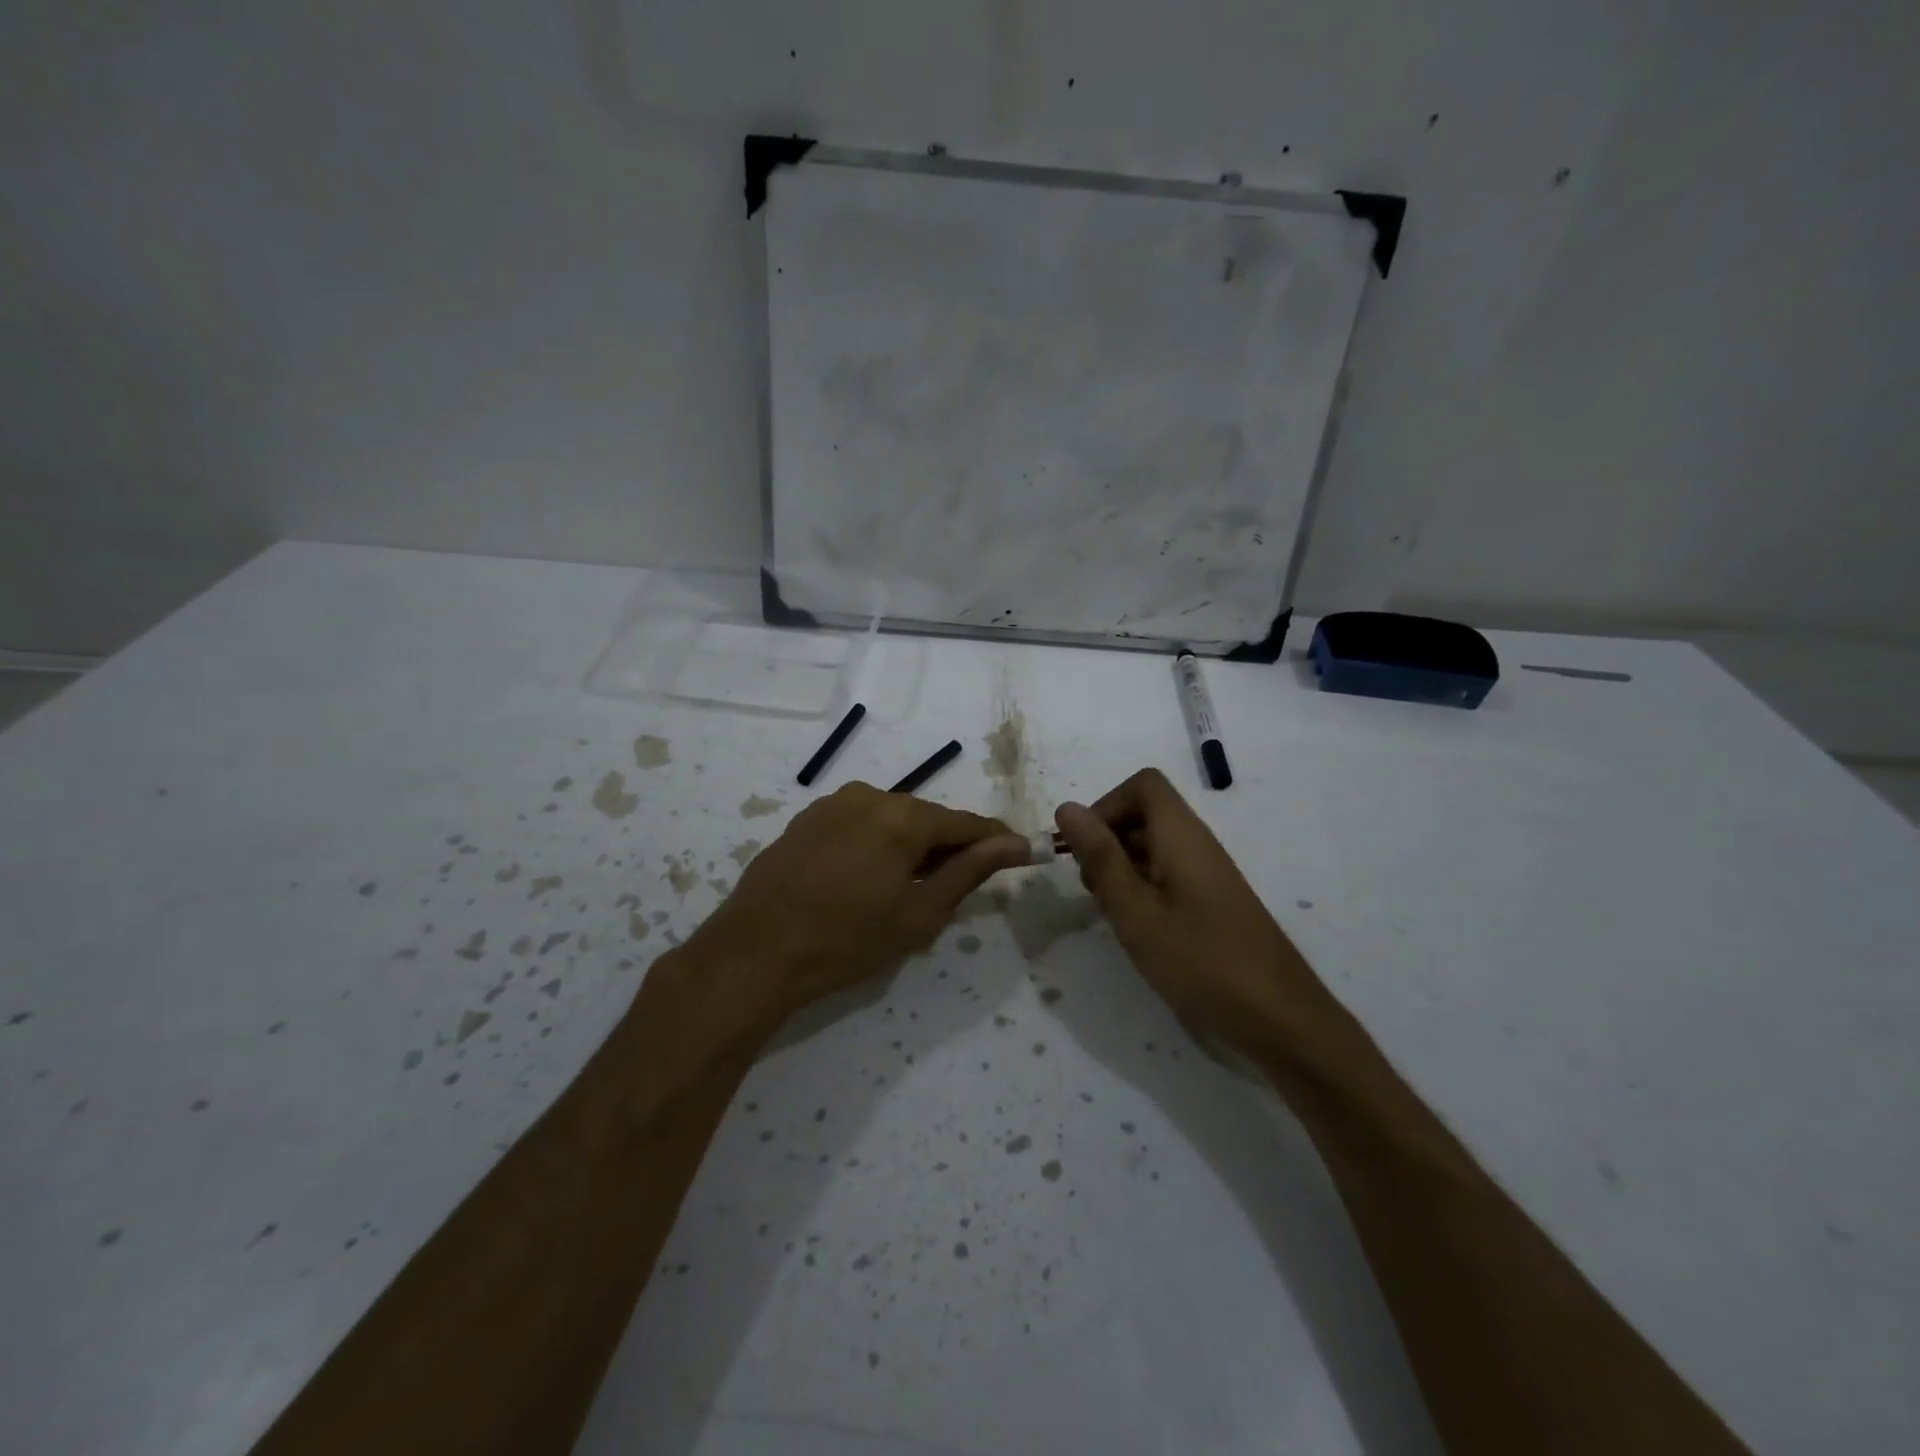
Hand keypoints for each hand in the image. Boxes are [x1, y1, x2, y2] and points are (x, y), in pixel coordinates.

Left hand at [691, 783, 1029, 1017]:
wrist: (754, 953)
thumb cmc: (846, 941)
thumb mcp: (918, 914)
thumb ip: (969, 872)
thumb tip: (1013, 844)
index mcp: (903, 817)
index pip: (965, 823)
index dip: (994, 840)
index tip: (1017, 853)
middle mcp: (869, 796)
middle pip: (926, 818)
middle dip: (946, 847)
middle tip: (954, 887)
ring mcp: (831, 804)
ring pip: (890, 820)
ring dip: (908, 846)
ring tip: (905, 889)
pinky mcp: (805, 819)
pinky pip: (857, 824)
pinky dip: (874, 845)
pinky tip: (864, 879)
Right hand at [1055, 768, 1346, 1050]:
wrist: (1280, 1018)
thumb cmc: (1201, 961)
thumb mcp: (1136, 911)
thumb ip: (1101, 857)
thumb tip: (1067, 808)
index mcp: (1181, 835)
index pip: (1143, 785)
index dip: (1107, 806)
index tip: (1086, 850)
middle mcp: (1197, 843)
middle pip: (1145, 814)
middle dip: (1108, 840)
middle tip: (1093, 890)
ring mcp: (1208, 873)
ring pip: (1153, 847)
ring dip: (1122, 868)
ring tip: (1113, 914)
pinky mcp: (1213, 901)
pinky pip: (1169, 874)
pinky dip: (1143, 889)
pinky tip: (1138, 929)